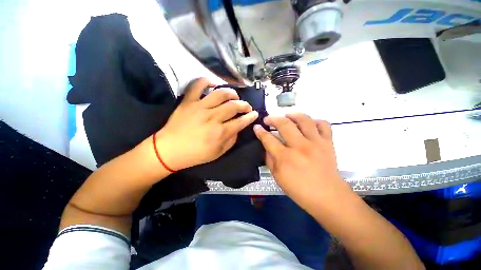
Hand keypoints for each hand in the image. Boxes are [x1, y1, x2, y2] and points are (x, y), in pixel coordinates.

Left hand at [155, 78, 258, 170]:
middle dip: (244, 105)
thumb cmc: (195, 154)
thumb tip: (237, 129)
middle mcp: (213, 117)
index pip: (241, 122)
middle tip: (247, 106)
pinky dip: (206, 81)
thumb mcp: (217, 153)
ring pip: (221, 93)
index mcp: (220, 132)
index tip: (255, 114)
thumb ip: (231, 140)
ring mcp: (200, 107)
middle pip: (234, 106)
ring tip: (234, 96)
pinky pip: (198, 85)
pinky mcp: (188, 101)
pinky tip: (213, 84)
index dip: (250, 117)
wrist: (168, 150)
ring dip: (231, 93)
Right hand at [254, 113, 349, 209]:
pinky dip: (315, 121)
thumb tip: (266, 146)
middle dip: (273, 118)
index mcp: (285, 157)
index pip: (268, 139)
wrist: (328, 197)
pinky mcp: (328, 143)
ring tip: (287, 115)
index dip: (260, 132)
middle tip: (268, 119)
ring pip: (304, 120)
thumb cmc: (300, 190)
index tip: (256, 127)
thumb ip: (269, 160)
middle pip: (284, 124)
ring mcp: (316, 142)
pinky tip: (308, 123)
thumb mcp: (278, 177)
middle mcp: (300, 146)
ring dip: (293, 114)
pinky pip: (323, 125)